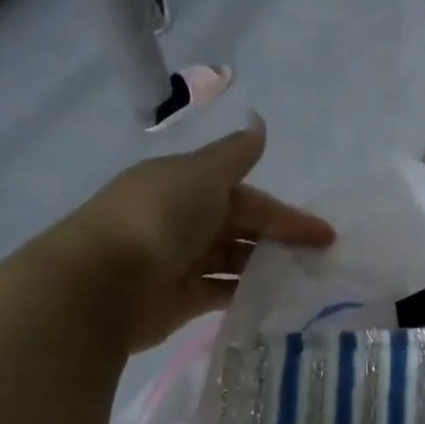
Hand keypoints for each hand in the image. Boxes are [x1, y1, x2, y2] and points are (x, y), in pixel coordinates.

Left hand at [48, 119, 333, 350]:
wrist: (100, 283)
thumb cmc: (158, 218)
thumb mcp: (203, 174)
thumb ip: (236, 154)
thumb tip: (259, 122)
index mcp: (186, 185)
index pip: (246, 197)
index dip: (286, 213)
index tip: (324, 234)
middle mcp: (182, 220)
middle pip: (242, 227)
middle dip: (280, 239)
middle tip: (320, 260)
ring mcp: (178, 261)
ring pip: (233, 260)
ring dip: (266, 267)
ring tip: (304, 281)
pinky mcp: (177, 299)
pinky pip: (220, 292)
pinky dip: (246, 294)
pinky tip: (275, 301)